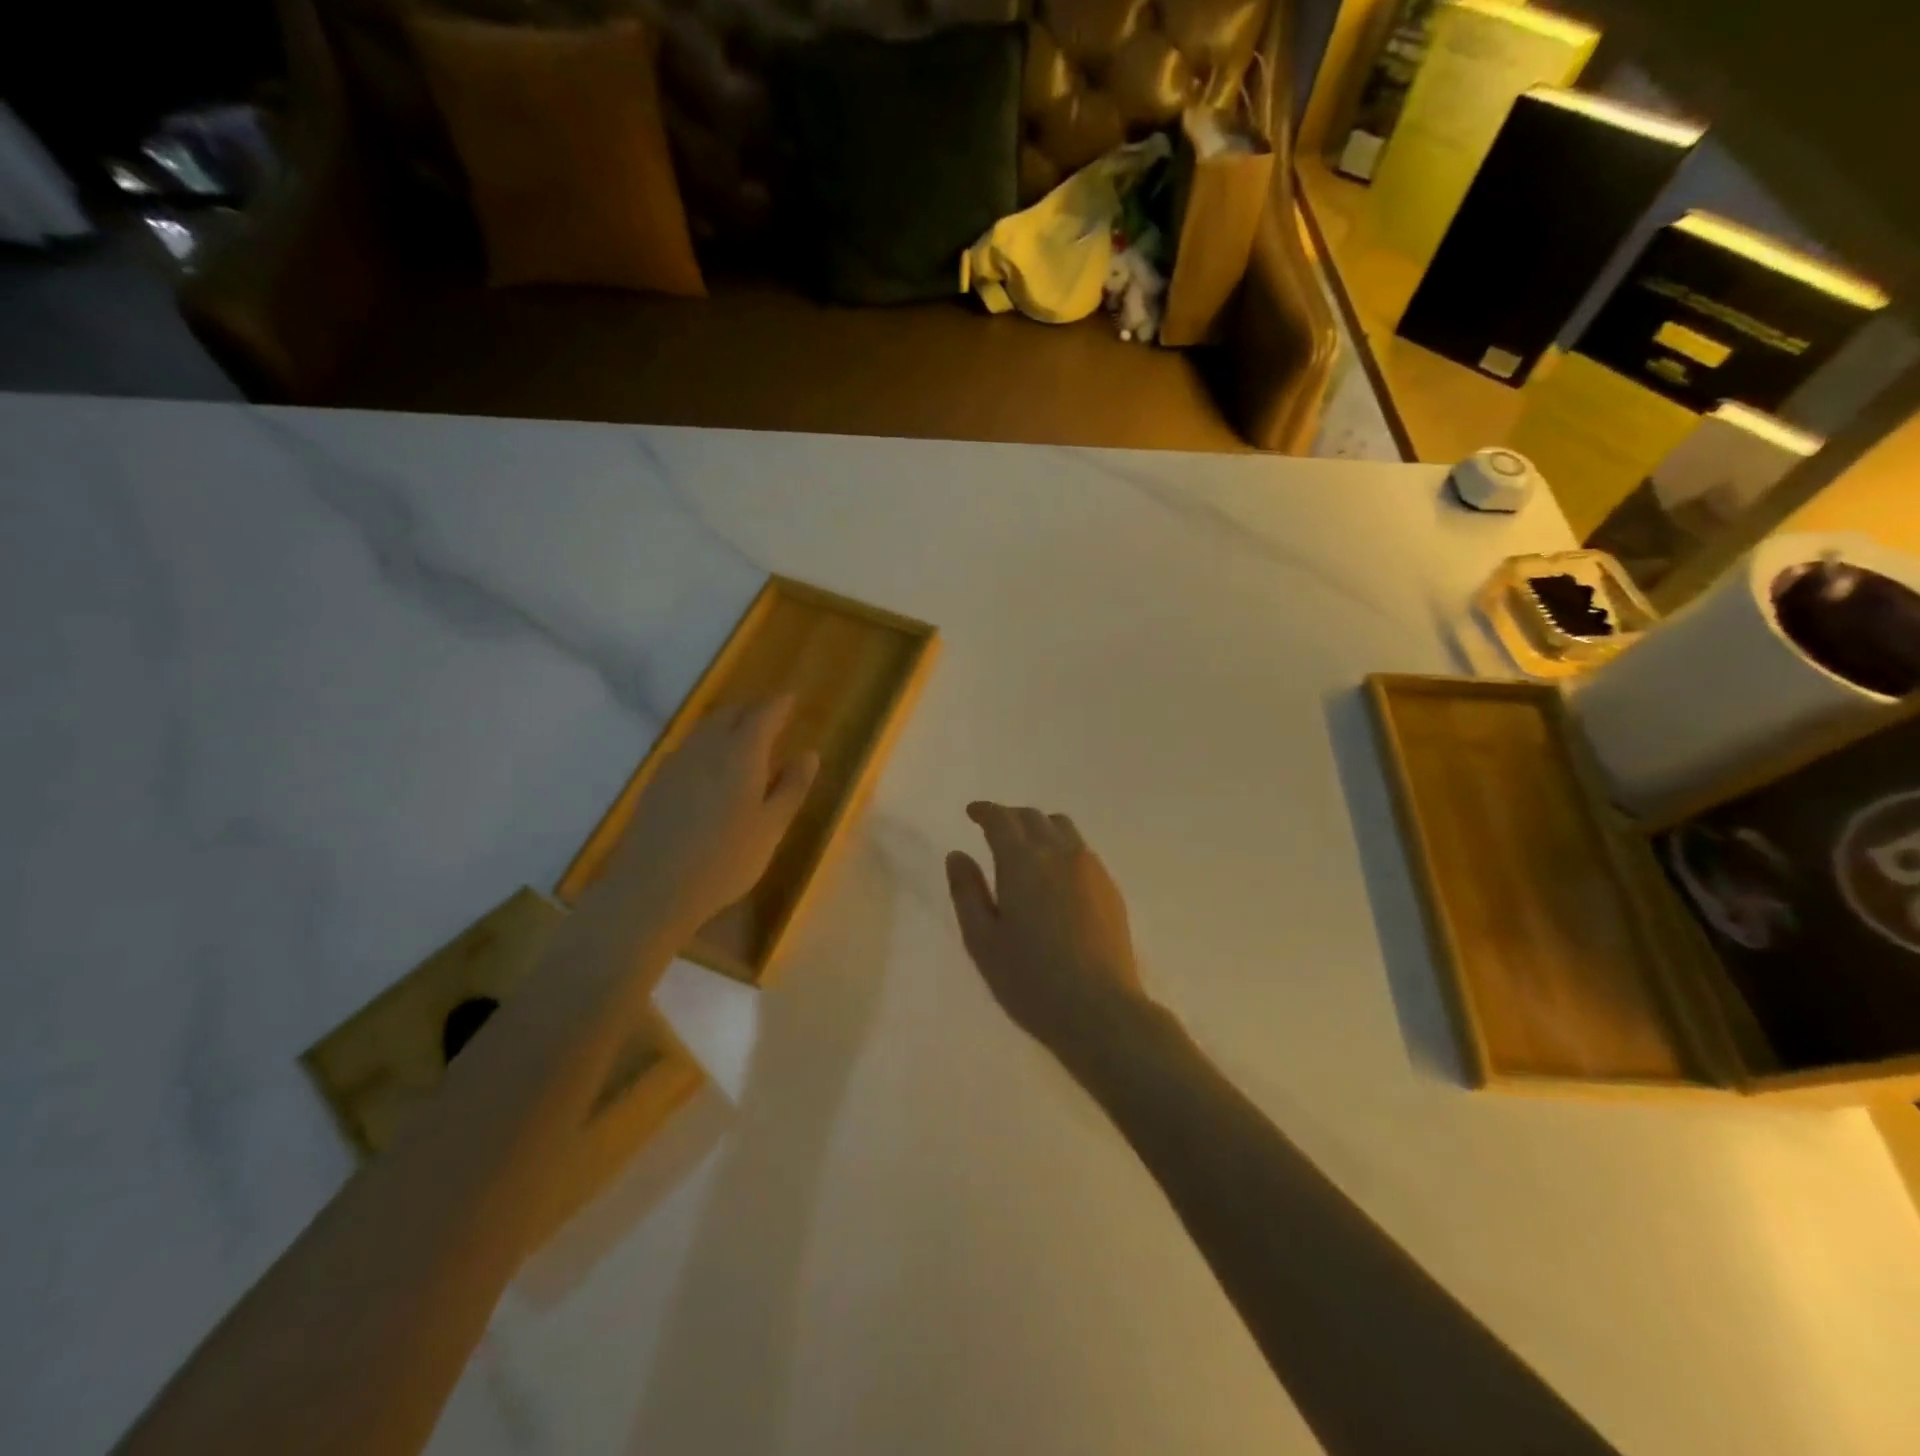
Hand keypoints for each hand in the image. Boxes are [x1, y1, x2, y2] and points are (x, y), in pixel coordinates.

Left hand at [604, 697, 818, 934]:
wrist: (653, 888)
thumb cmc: (726, 859)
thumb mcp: (772, 826)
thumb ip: (792, 787)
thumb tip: (809, 755)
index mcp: (741, 752)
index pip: (764, 713)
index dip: (780, 704)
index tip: (792, 699)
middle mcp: (707, 746)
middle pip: (731, 713)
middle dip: (753, 709)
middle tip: (772, 716)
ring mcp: (677, 761)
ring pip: (706, 727)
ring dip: (728, 723)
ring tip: (744, 735)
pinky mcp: (658, 781)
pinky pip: (690, 746)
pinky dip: (708, 743)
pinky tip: (712, 764)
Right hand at [946, 802, 1149, 1063]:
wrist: (1100, 1010)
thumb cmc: (1030, 980)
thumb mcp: (982, 941)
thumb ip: (966, 892)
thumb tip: (957, 855)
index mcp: (1022, 862)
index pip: (1001, 819)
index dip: (985, 811)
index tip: (972, 813)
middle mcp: (1059, 853)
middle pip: (1033, 817)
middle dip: (1010, 817)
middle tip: (993, 830)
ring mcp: (1090, 868)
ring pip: (1062, 828)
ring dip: (1039, 827)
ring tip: (1026, 847)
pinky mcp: (1110, 887)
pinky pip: (1081, 850)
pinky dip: (1061, 847)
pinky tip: (1055, 875)